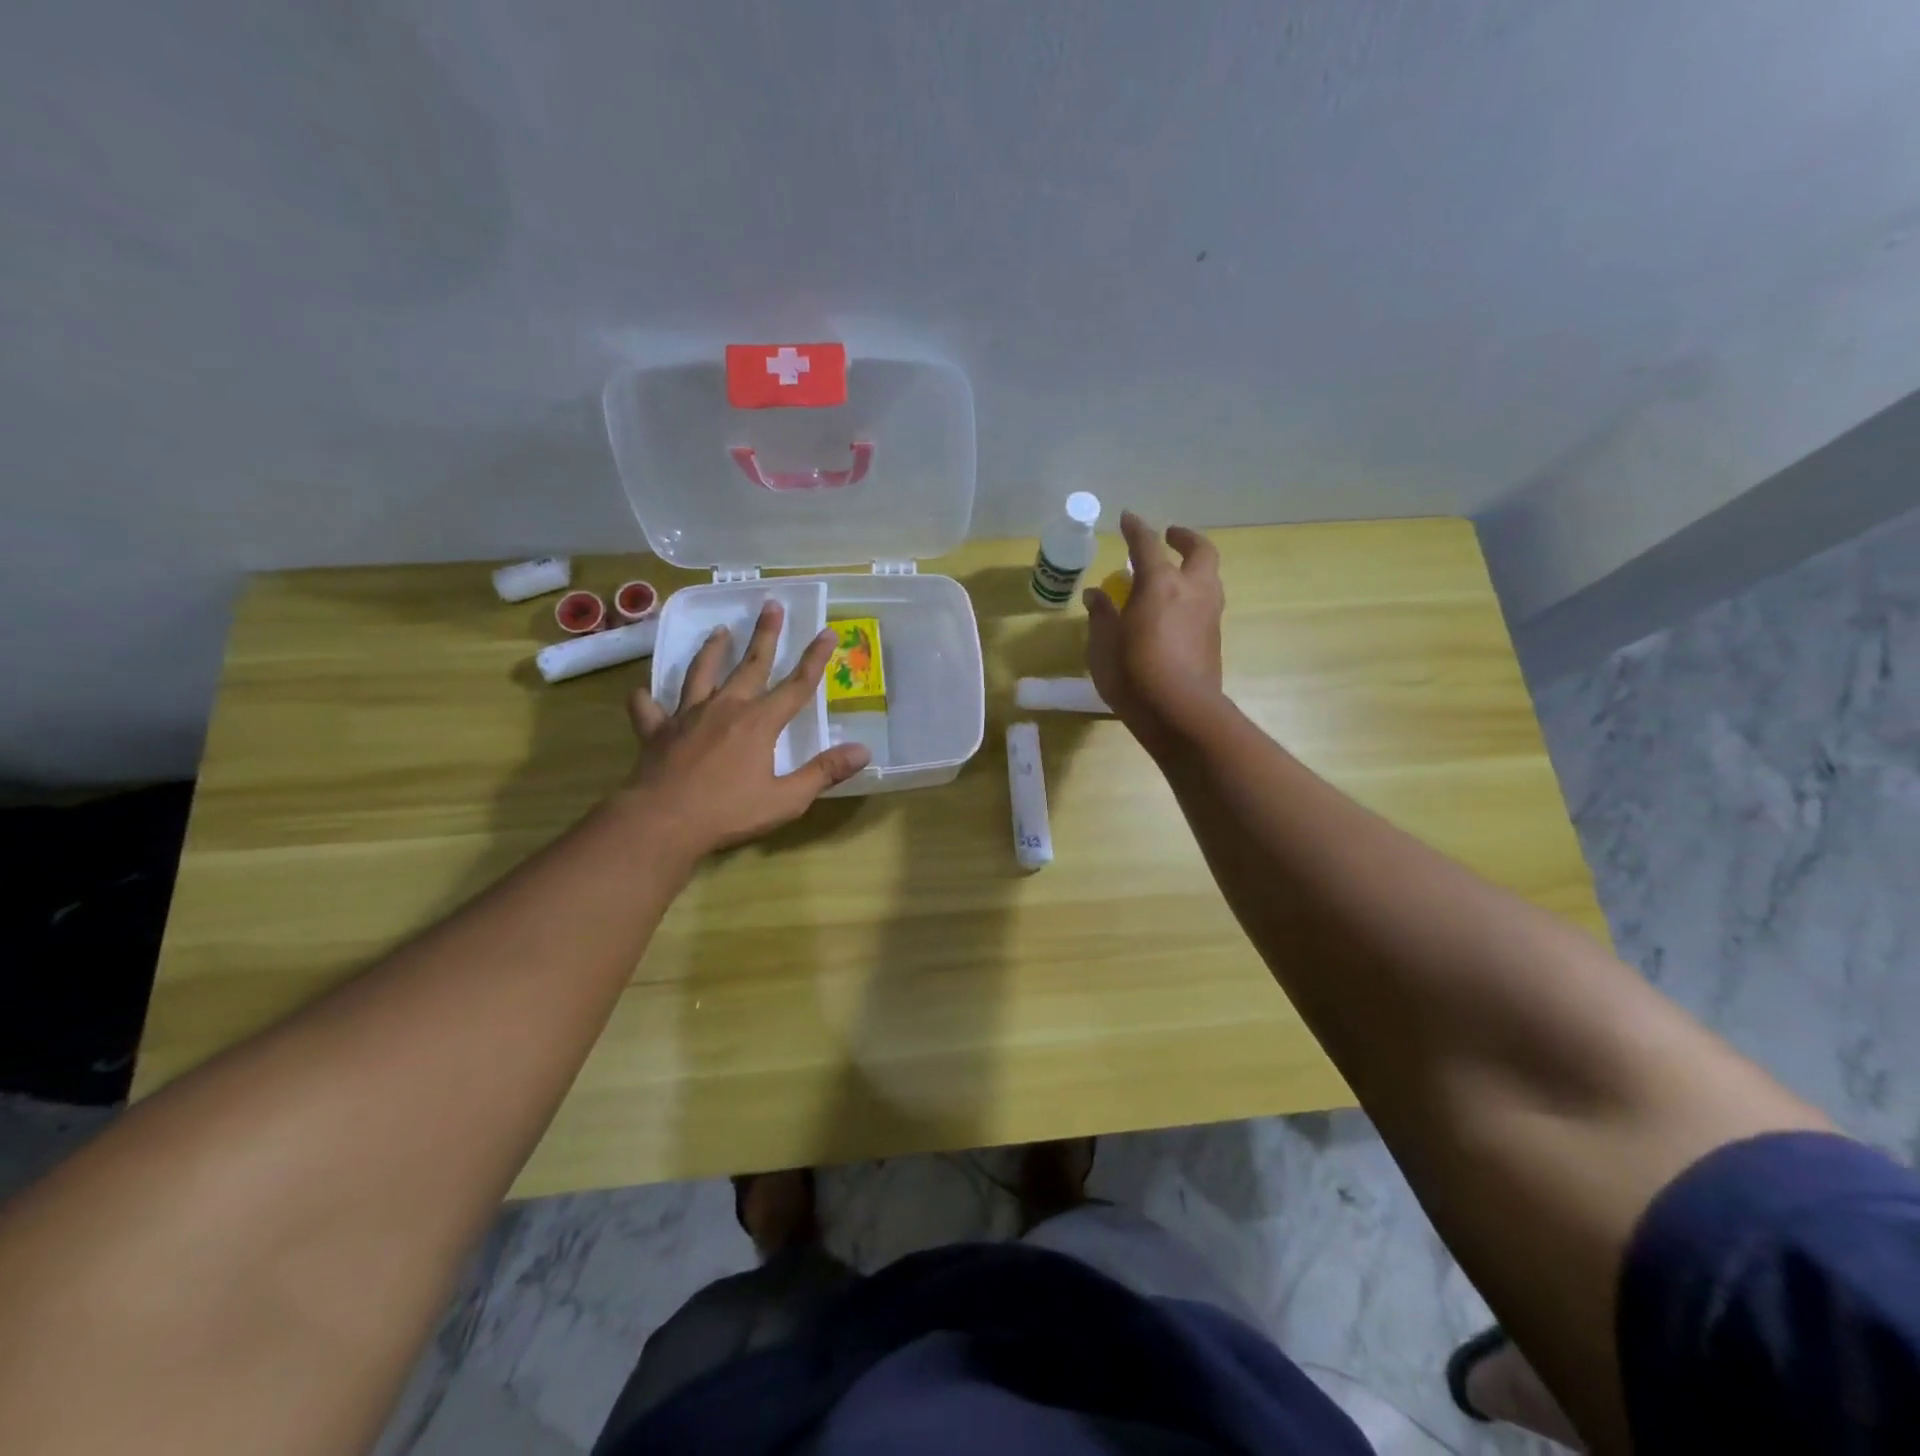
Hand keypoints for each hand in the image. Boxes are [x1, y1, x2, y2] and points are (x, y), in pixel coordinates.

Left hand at [620, 601, 870, 856]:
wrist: (661, 822)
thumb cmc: (728, 812)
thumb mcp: (786, 799)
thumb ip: (824, 772)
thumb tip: (863, 751)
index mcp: (759, 722)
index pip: (797, 685)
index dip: (815, 659)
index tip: (827, 632)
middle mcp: (725, 708)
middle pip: (751, 665)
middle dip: (765, 635)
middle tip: (771, 605)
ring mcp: (687, 716)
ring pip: (701, 673)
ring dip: (712, 650)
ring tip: (719, 630)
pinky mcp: (656, 731)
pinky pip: (649, 708)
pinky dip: (646, 698)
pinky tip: (642, 691)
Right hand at [1084, 511, 1225, 755]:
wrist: (1180, 712)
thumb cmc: (1133, 674)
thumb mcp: (1103, 644)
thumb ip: (1101, 615)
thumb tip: (1097, 594)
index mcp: (1160, 583)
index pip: (1147, 544)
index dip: (1135, 528)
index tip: (1127, 518)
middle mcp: (1191, 590)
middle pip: (1199, 551)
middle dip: (1184, 538)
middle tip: (1169, 537)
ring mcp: (1209, 615)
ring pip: (1209, 577)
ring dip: (1193, 568)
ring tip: (1172, 576)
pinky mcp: (1214, 639)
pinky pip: (1206, 604)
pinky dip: (1192, 596)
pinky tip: (1174, 612)